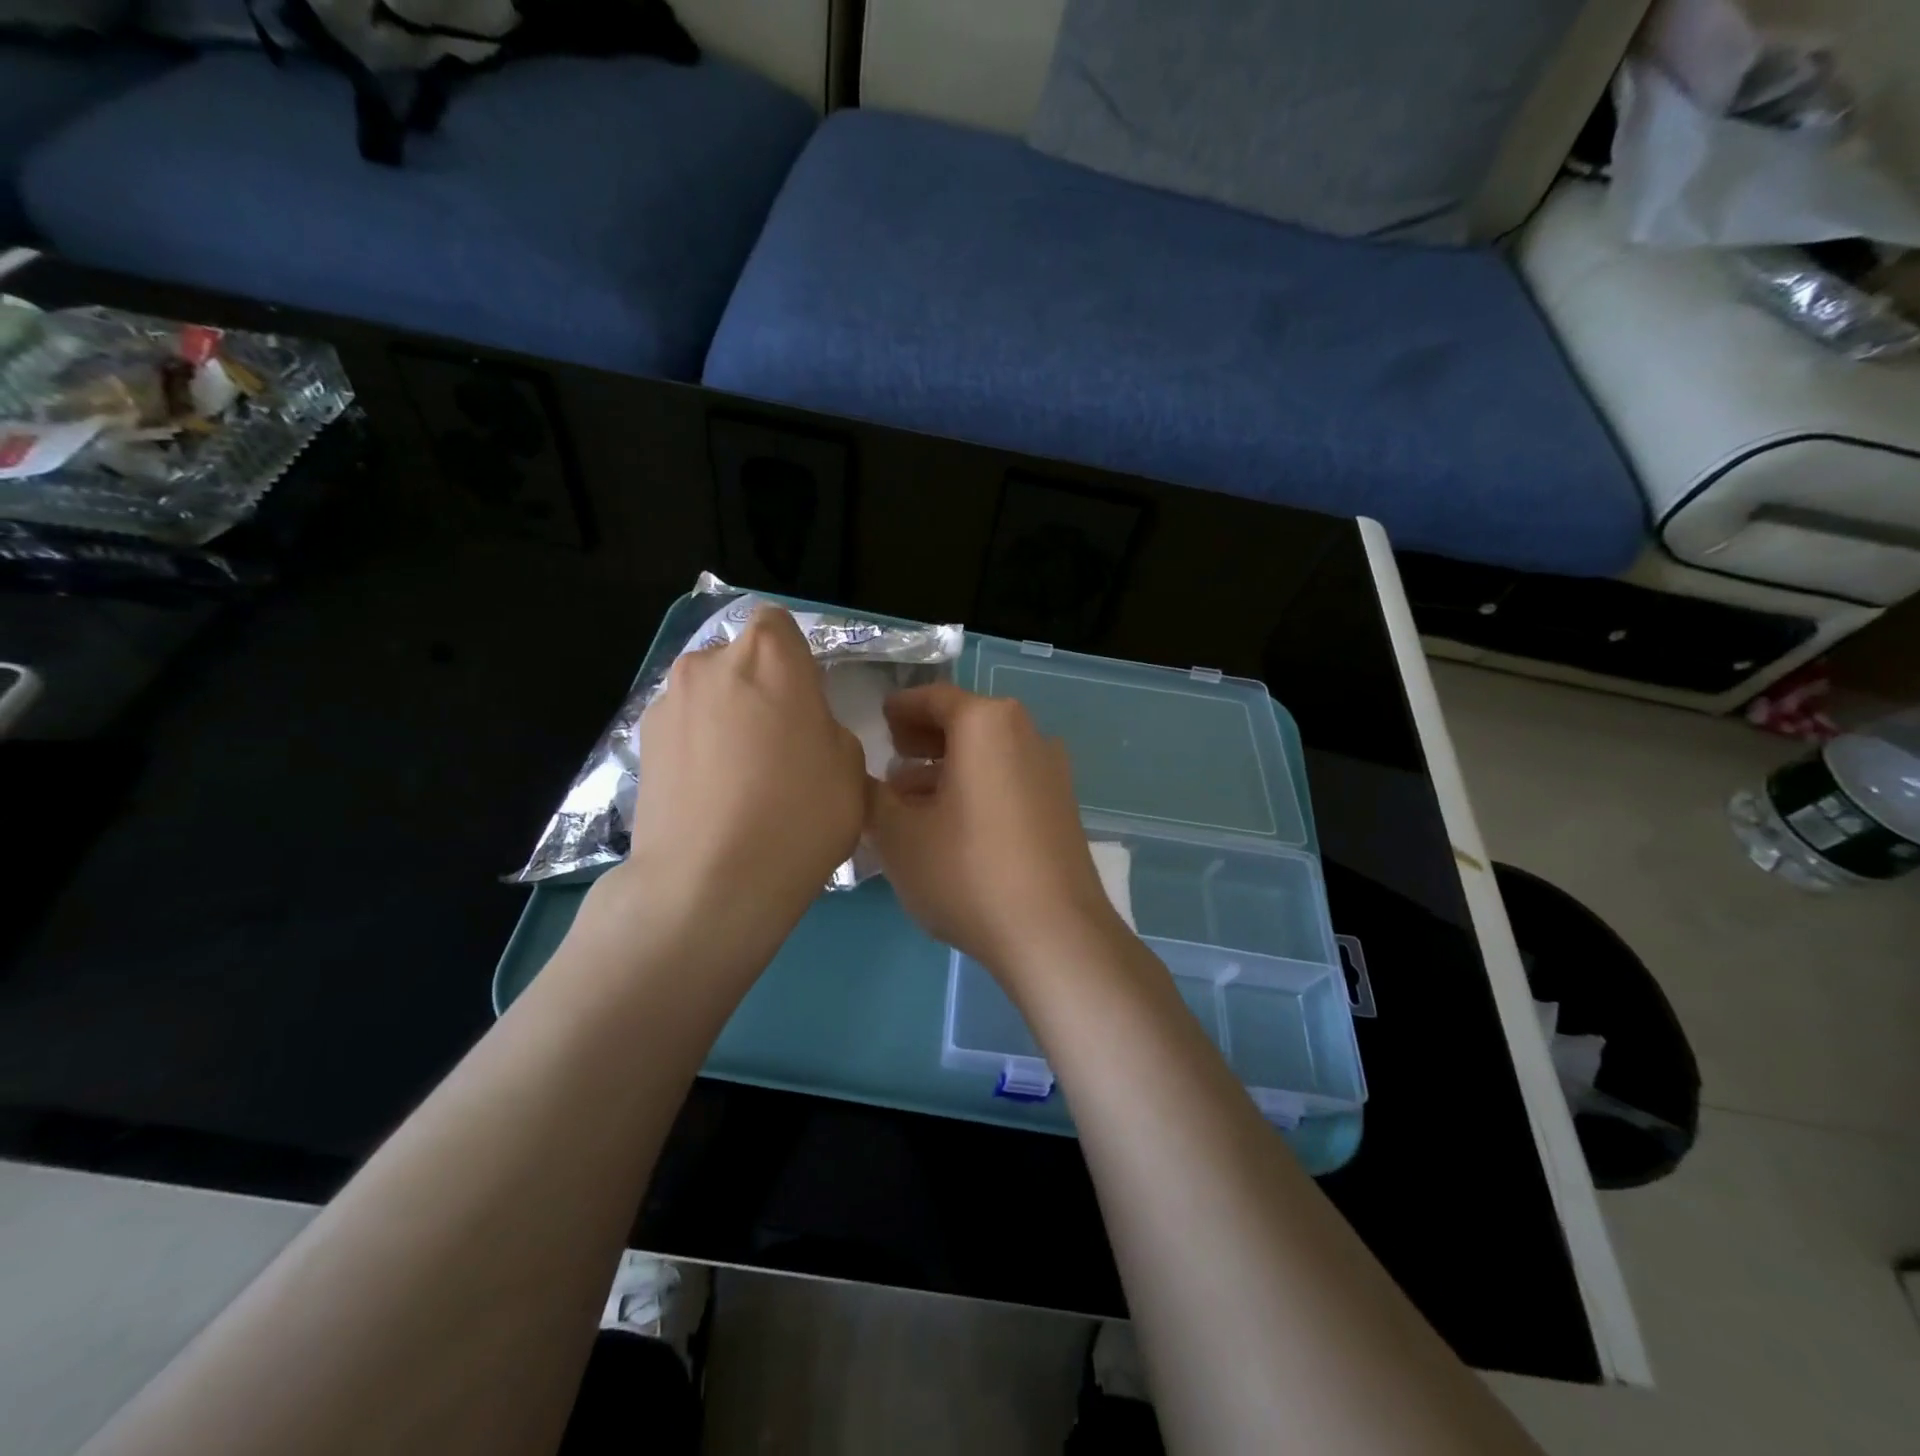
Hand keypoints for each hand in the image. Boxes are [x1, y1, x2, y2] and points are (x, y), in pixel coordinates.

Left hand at [591, 606, 868, 958]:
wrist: (709, 883)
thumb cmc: (799, 815)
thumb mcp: (850, 767)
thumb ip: (825, 727)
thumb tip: (801, 730)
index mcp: (769, 655)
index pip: (777, 622)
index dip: (792, 657)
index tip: (804, 700)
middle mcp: (708, 663)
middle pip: (738, 659)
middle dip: (757, 688)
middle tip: (776, 744)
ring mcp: (665, 703)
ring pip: (707, 695)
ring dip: (724, 719)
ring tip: (739, 779)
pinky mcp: (638, 745)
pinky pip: (682, 731)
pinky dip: (696, 750)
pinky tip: (709, 797)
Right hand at [866, 685, 1126, 990]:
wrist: (1054, 933)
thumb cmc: (967, 872)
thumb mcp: (898, 834)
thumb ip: (872, 796)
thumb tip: (864, 779)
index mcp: (987, 723)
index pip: (934, 698)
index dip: (902, 707)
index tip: (880, 719)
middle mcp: (1026, 734)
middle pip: (967, 722)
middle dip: (925, 737)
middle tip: (892, 754)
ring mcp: (1051, 771)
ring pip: (988, 754)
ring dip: (948, 767)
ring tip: (910, 796)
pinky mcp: (1062, 806)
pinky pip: (1009, 779)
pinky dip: (977, 786)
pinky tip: (951, 822)